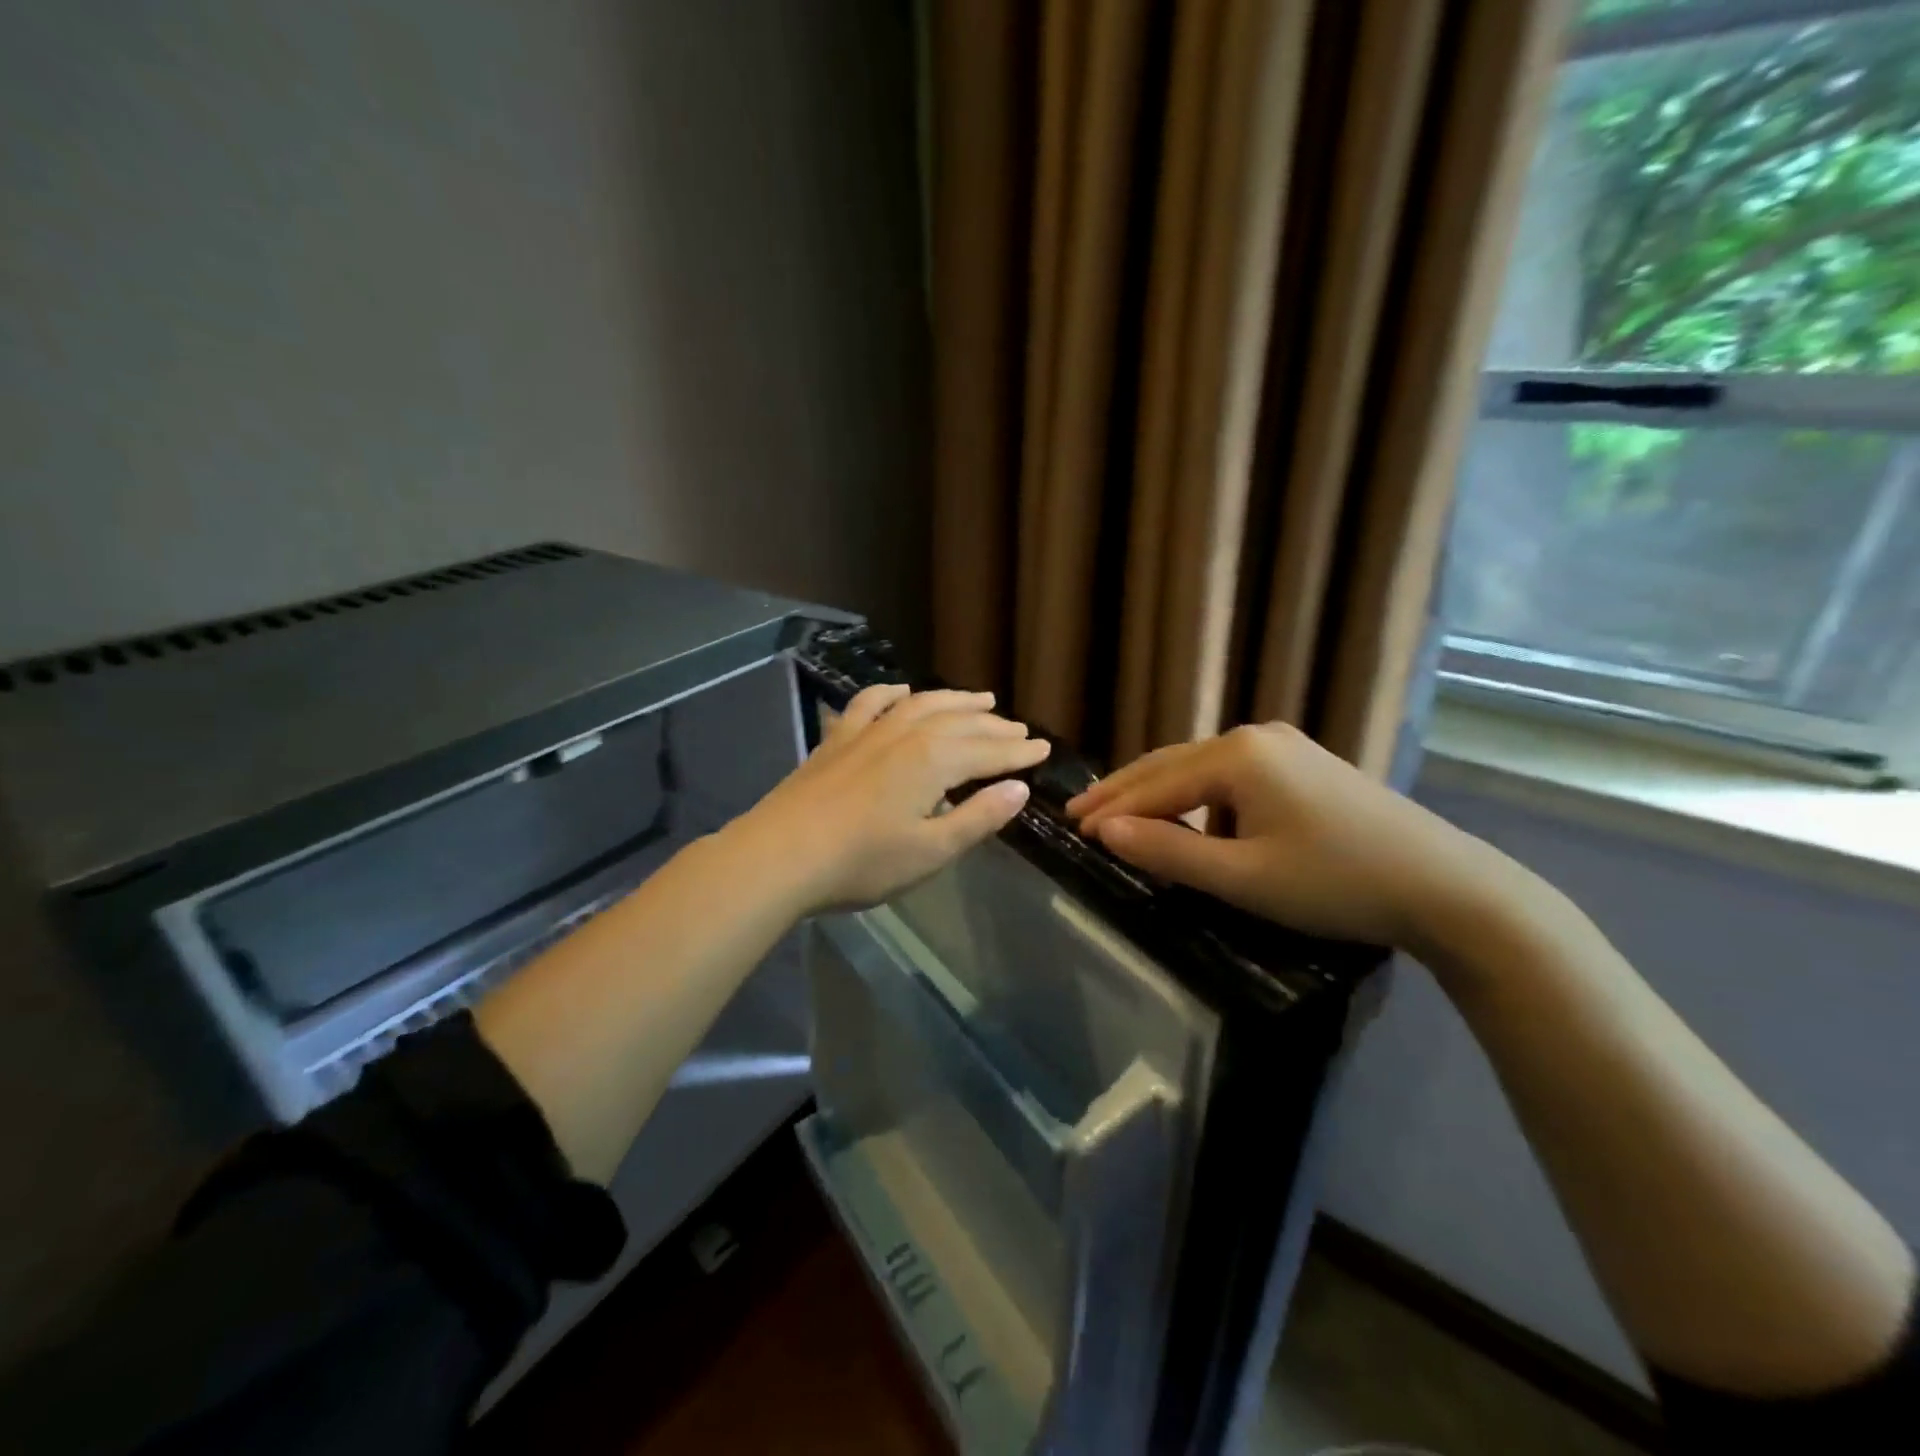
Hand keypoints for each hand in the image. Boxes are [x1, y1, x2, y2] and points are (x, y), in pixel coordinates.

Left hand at [734, 683, 1051, 913]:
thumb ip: (978, 817)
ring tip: (981, 700)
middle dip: (995, 726)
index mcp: (935, 760)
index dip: (1019, 752)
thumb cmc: (862, 862)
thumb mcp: (931, 850)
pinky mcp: (838, 739)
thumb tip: (1019, 789)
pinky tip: (902, 691)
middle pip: (961, 723)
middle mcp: (906, 733)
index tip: (1044, 749)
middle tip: (1020, 730)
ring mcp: (868, 731)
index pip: (989, 752)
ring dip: (955, 701)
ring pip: (922, 704)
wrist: (781, 855)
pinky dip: (891, 693)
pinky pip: (870, 703)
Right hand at [1067, 722, 1528, 957]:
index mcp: (1237, 756)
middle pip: (1172, 764)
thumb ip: (1170, 853)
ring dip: (1162, 795)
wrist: (1449, 887)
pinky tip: (1194, 822)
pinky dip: (1200, 799)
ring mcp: (1285, 747)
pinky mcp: (1305, 765)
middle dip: (1125, 791)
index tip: (1071, 828)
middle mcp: (1255, 737)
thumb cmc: (1337, 883)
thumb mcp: (1244, 877)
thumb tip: (1107, 833)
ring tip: (1126, 819)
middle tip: (1080, 812)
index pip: (1155, 784)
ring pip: (1201, 769)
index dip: (1111, 809)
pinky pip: (1232, 777)